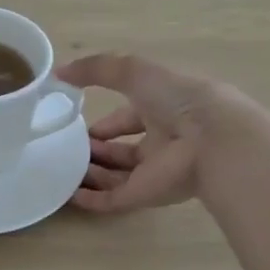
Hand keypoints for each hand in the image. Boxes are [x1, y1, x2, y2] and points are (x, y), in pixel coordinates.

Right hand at [57, 53, 244, 214]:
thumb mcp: (134, 71)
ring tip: (61, 168)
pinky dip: (91, 199)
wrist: (211, 141)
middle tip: (67, 148)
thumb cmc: (177, 98)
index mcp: (164, 109)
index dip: (107, 121)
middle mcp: (162, 141)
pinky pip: (114, 200)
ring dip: (92, 172)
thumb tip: (59, 73)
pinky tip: (68, 194)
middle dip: (98, 148)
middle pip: (124, 149)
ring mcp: (154, 171)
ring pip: (118, 175)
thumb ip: (96, 68)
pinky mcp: (146, 196)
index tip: (78, 121)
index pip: (131, 117)